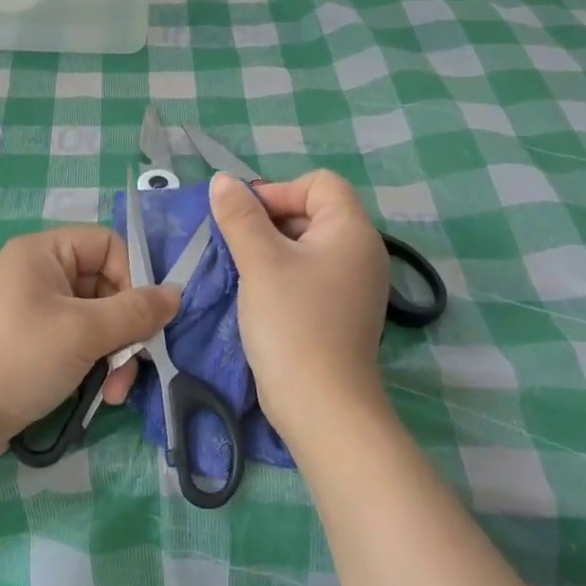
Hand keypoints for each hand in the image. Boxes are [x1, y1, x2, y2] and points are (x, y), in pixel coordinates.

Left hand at [0, 226, 179, 462]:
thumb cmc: (19, 359)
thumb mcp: (83, 332)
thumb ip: (135, 312)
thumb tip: (177, 293)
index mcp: (42, 252)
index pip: (107, 244)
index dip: (132, 276)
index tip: (143, 318)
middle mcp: (36, 273)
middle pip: (104, 285)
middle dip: (125, 328)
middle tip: (134, 366)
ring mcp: (31, 310)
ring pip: (94, 319)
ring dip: (114, 354)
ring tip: (115, 391)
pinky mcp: (29, 343)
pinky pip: (75, 340)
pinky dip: (92, 363)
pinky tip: (100, 395)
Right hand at [209, 170, 390, 443]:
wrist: (321, 405)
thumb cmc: (292, 322)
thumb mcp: (260, 262)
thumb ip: (240, 216)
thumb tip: (223, 181)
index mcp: (352, 231)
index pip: (319, 184)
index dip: (279, 192)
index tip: (245, 220)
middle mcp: (361, 252)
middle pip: (313, 212)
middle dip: (270, 221)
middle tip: (236, 246)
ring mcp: (353, 285)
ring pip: (306, 246)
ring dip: (270, 249)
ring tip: (242, 270)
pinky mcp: (339, 311)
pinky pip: (309, 275)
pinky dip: (282, 275)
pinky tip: (257, 295)